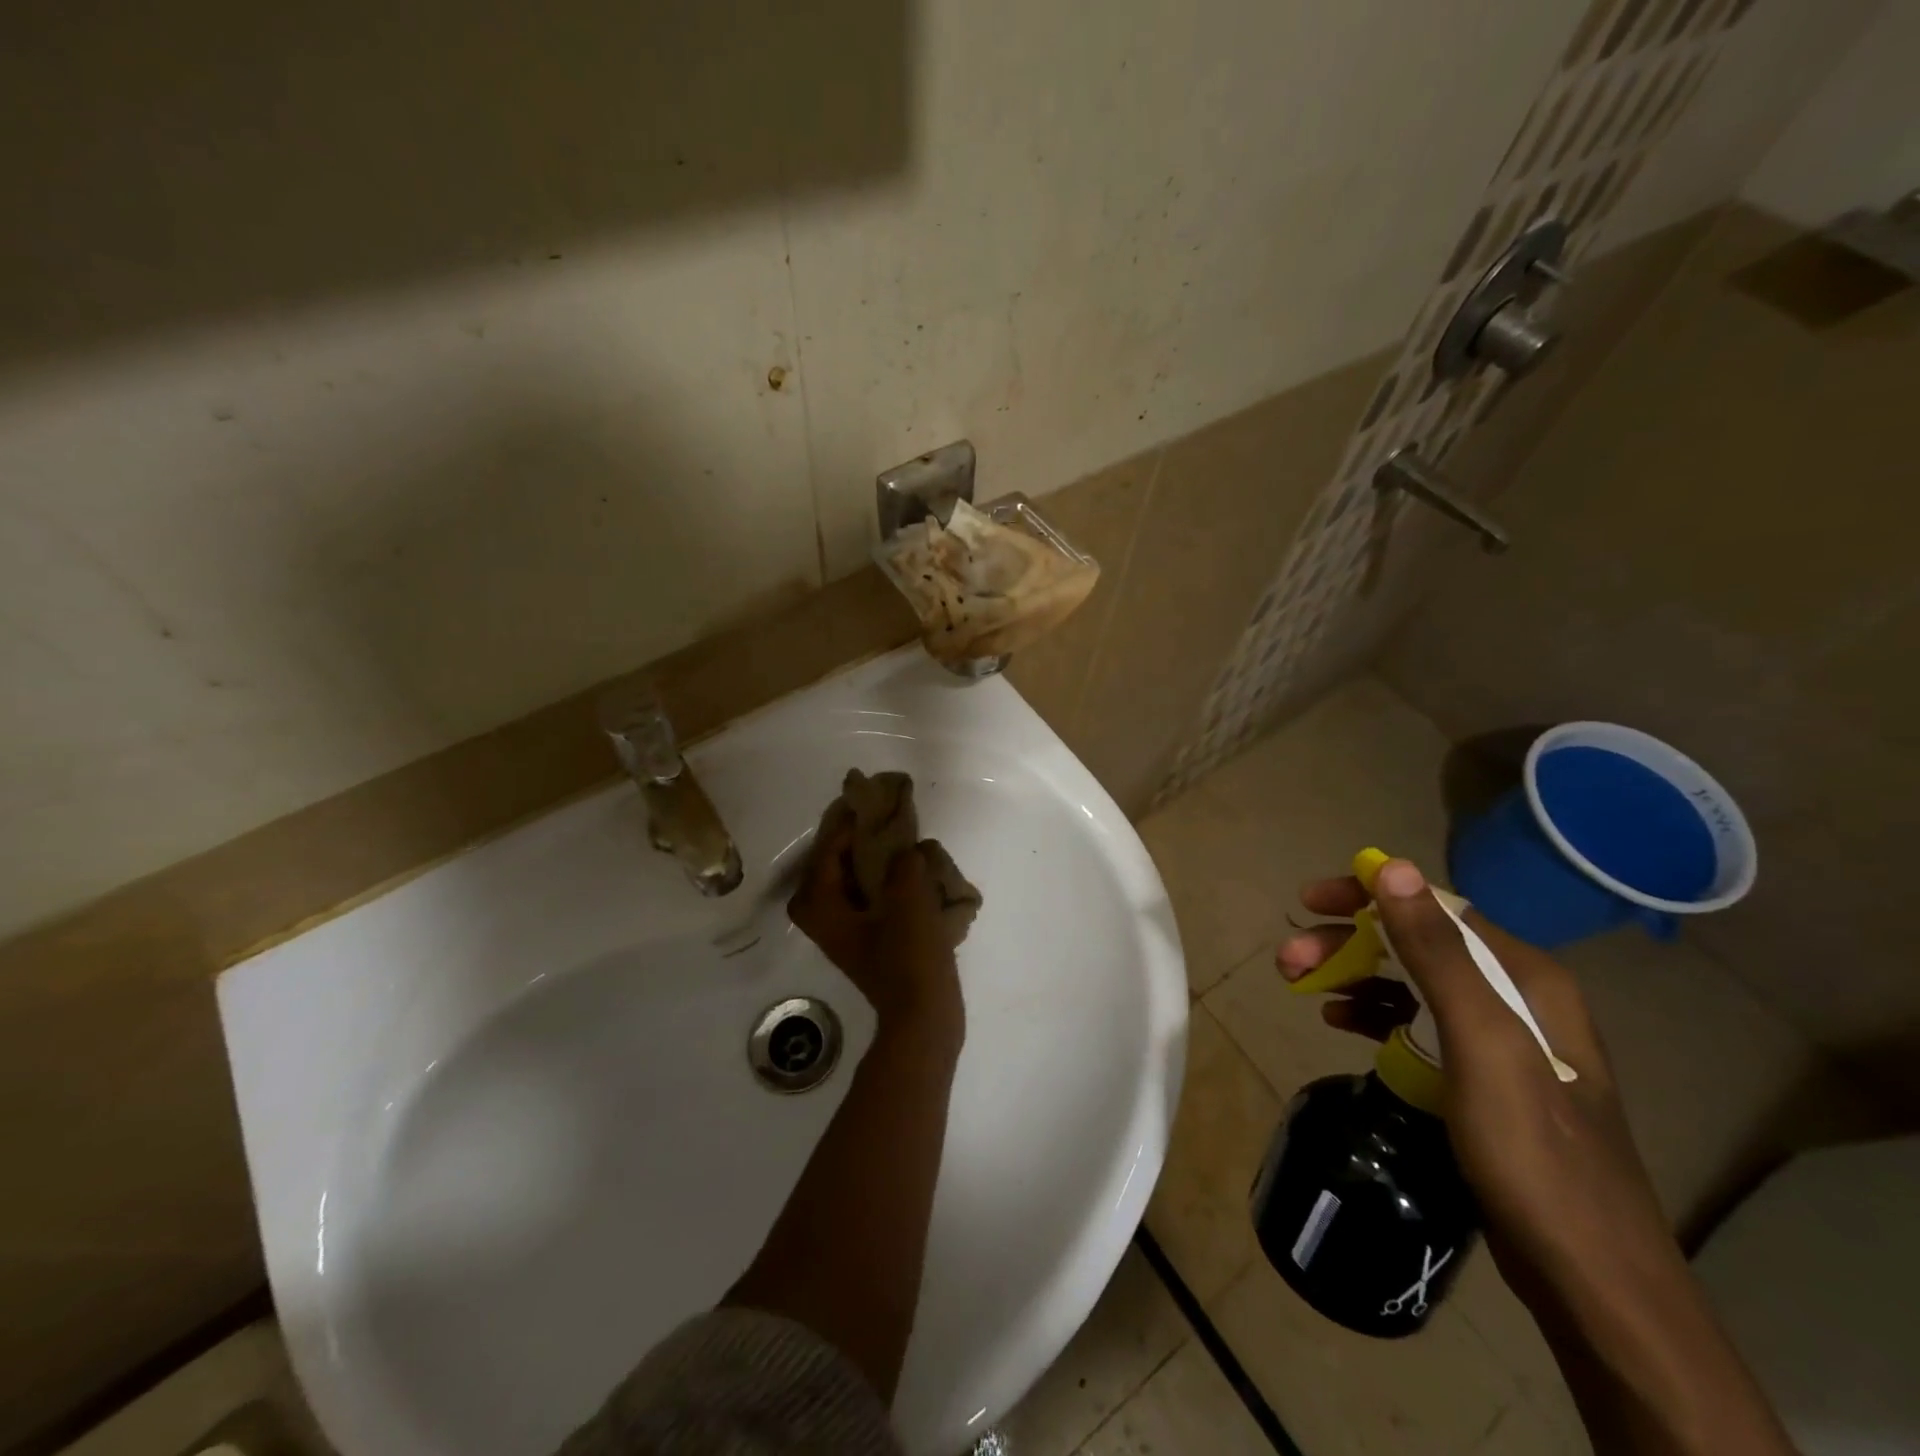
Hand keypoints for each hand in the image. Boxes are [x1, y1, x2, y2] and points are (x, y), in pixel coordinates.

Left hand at [788, 806, 963, 1042]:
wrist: (923, 1017)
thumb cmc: (907, 956)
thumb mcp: (907, 899)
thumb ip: (903, 864)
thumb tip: (907, 851)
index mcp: (824, 909)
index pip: (825, 856)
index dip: (843, 828)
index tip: (864, 806)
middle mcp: (827, 922)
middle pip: (830, 871)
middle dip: (850, 846)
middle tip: (873, 825)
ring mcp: (849, 936)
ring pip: (849, 887)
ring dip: (867, 865)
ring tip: (893, 845)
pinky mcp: (871, 945)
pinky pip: (869, 903)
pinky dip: (882, 886)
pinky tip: (909, 877)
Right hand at [1277, 858, 1675, 1302]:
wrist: (1591, 1278)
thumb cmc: (1533, 1151)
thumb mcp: (1481, 1043)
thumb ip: (1437, 952)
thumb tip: (1391, 868)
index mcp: (1524, 976)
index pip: (1434, 907)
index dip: (1366, 895)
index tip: (1308, 901)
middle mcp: (1515, 996)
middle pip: (1415, 944)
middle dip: (1346, 942)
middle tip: (1289, 961)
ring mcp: (1499, 1039)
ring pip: (1410, 982)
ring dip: (1353, 976)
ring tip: (1301, 988)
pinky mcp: (1481, 1077)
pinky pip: (1415, 1023)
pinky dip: (1374, 1014)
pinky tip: (1339, 1022)